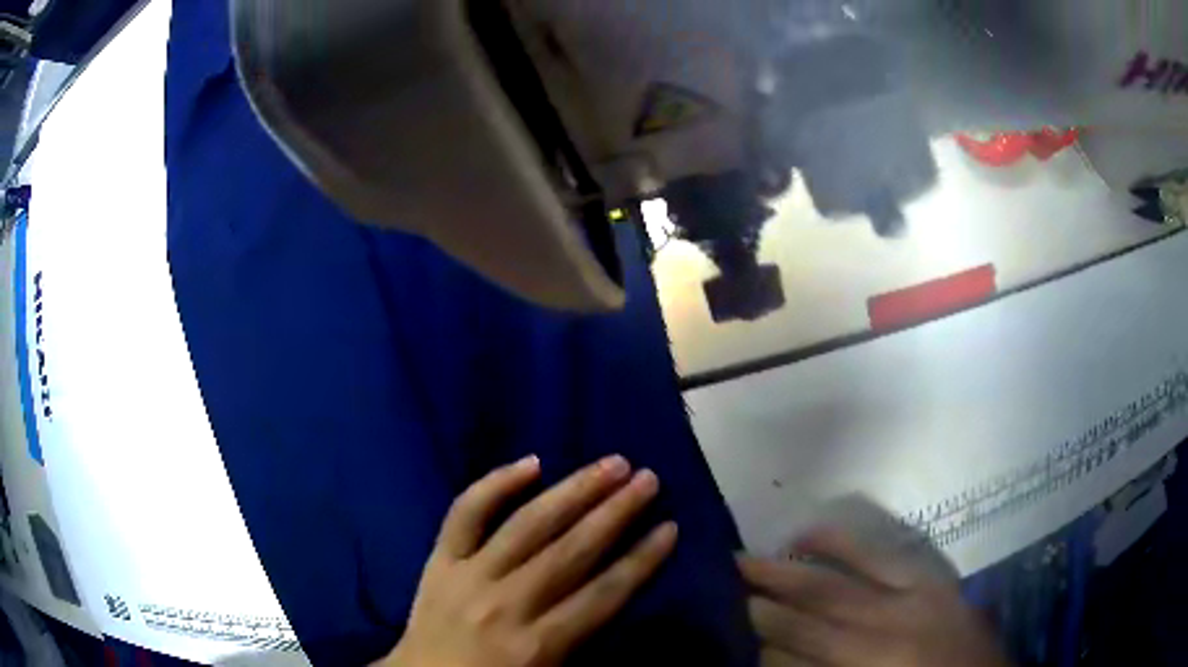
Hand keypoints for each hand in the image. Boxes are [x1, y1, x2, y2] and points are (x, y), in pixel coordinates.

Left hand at [379, 455, 677, 666]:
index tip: (670, 527)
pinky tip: (531, 462)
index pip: (604, 594)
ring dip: (574, 490)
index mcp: (540, 644)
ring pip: (529, 524)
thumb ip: (585, 642)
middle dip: (616, 512)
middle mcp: (509, 603)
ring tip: (611, 464)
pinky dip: (496, 484)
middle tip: (649, 478)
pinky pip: (466, 513)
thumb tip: (618, 594)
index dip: (642, 560)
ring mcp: (469, 575)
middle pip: (572, 550)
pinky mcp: (439, 560)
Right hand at [739, 528, 1011, 666]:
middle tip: (730, 569)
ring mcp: (917, 596)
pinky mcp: (936, 581)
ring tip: (767, 548)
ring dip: (804, 558)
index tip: (731, 615)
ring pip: (852, 568)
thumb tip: (777, 656)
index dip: (763, 629)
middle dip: (771, 587)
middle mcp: (891, 625)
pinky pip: (889, 552)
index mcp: (873, 662)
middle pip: (819, 601)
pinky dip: (851, 542)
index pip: (801, 643)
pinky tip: (824, 536)